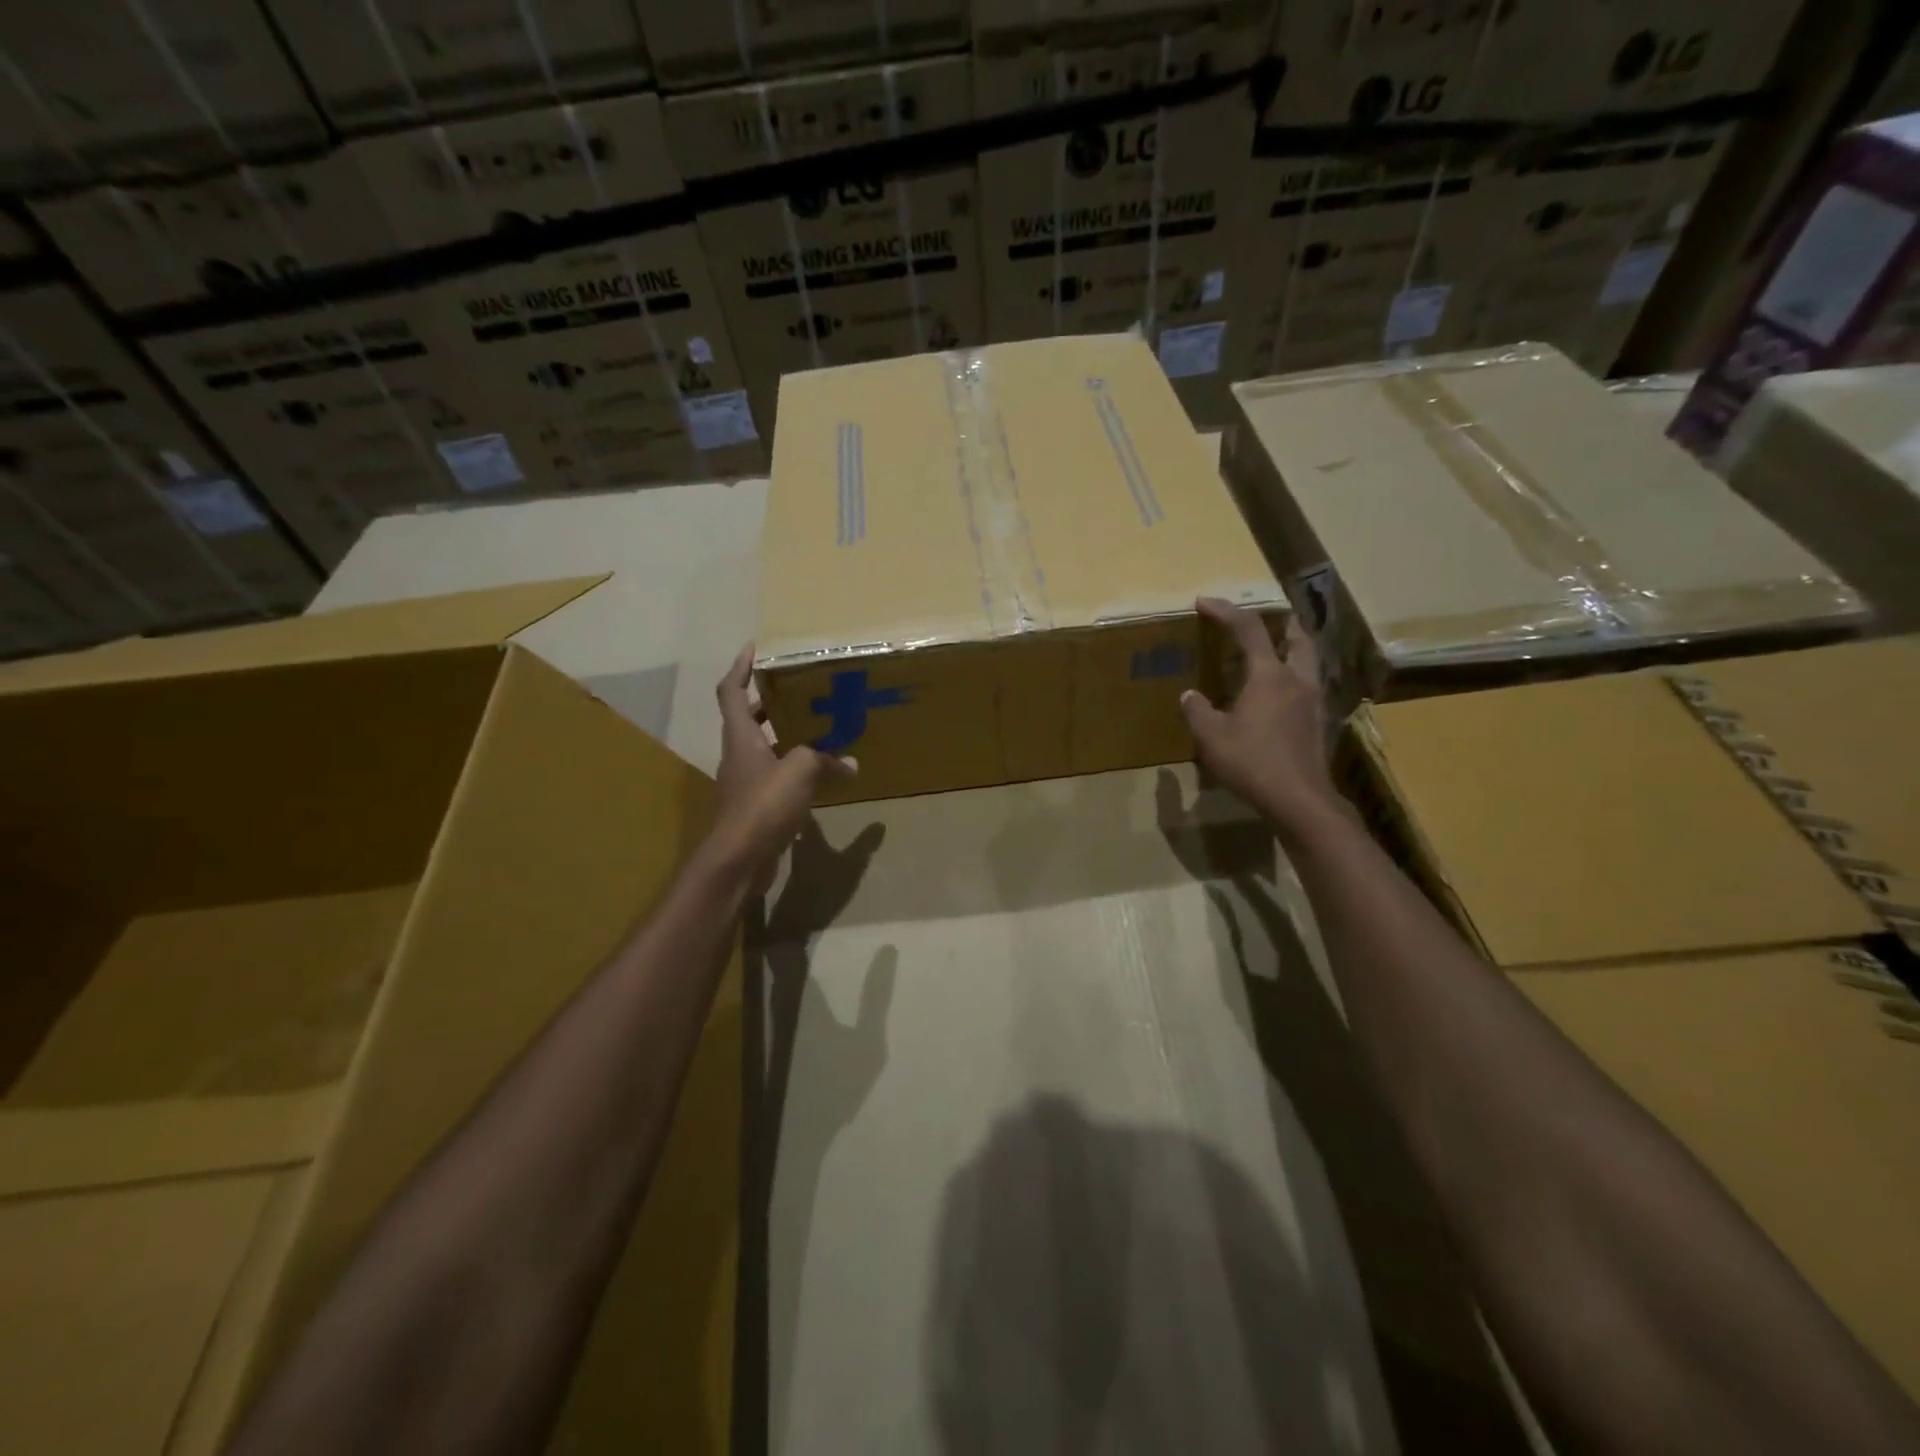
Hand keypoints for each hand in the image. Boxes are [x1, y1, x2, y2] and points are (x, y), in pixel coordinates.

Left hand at [711, 644, 856, 892]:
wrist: (739, 858)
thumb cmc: (763, 804)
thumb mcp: (800, 770)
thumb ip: (825, 758)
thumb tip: (850, 763)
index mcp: (741, 737)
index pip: (731, 691)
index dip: (740, 667)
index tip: (754, 648)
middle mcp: (738, 754)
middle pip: (747, 719)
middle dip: (769, 701)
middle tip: (798, 690)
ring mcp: (745, 782)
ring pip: (763, 748)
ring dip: (785, 736)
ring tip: (817, 728)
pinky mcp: (755, 806)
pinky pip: (776, 777)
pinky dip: (794, 770)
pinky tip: (819, 775)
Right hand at [1180, 597, 1343, 839]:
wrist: (1298, 799)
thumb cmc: (1252, 762)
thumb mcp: (1211, 737)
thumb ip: (1198, 711)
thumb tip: (1190, 695)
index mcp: (1269, 675)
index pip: (1248, 629)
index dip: (1225, 611)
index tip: (1204, 602)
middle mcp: (1296, 680)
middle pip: (1296, 637)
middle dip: (1280, 622)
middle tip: (1266, 619)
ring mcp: (1313, 701)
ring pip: (1308, 660)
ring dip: (1293, 647)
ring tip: (1276, 651)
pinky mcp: (1319, 722)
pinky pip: (1309, 685)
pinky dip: (1295, 676)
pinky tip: (1281, 694)